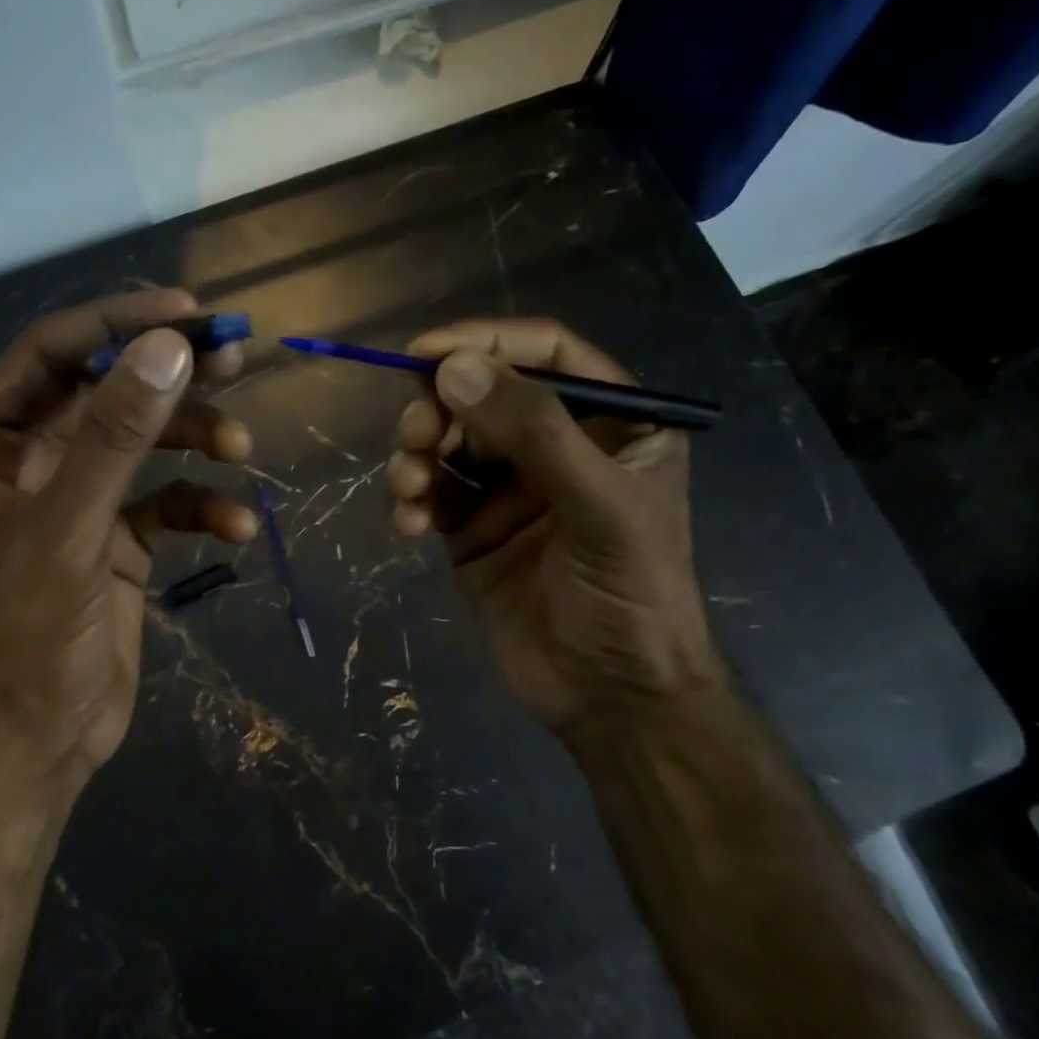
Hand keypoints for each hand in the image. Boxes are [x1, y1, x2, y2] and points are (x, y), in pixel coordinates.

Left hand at [0, 291, 257, 801]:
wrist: (39, 745)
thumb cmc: (27, 639)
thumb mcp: (68, 530)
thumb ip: (114, 437)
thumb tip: (170, 347)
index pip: (50, 356)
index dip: (117, 325)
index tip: (189, 313)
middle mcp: (24, 464)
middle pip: (105, 394)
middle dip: (168, 378)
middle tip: (235, 357)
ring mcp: (74, 504)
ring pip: (142, 446)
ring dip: (195, 442)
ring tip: (242, 447)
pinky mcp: (114, 543)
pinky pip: (164, 505)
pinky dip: (202, 507)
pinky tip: (238, 526)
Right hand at [387, 319, 725, 740]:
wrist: (611, 697)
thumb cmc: (631, 595)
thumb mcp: (599, 505)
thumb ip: (534, 431)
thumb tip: (453, 367)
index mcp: (612, 422)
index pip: (546, 353)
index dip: (486, 341)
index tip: (424, 353)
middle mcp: (557, 445)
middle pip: (482, 394)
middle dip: (439, 408)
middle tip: (415, 435)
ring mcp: (509, 488)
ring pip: (447, 441)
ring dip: (416, 455)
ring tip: (409, 488)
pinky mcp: (470, 529)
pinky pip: (429, 492)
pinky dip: (409, 500)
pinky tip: (407, 526)